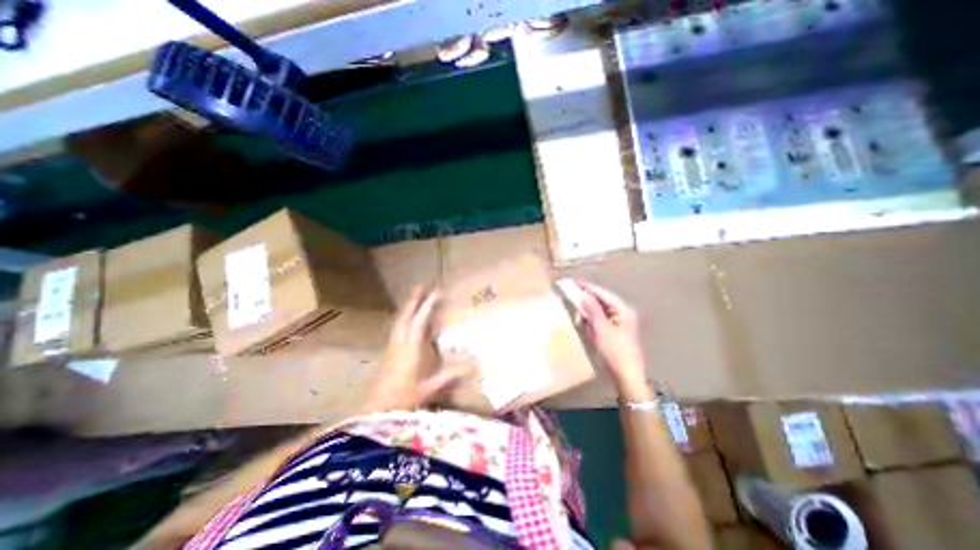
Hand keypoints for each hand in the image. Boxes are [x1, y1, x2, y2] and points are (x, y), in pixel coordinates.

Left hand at [361, 288, 467, 412]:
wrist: (373, 414)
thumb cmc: (402, 401)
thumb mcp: (428, 389)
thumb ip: (448, 377)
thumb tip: (471, 367)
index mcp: (410, 349)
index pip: (420, 321)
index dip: (428, 306)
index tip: (436, 292)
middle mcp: (399, 344)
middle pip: (405, 316)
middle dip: (413, 300)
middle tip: (422, 286)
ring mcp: (391, 348)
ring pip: (399, 321)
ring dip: (407, 307)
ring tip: (415, 297)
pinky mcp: (387, 353)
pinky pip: (396, 329)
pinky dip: (403, 319)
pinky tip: (406, 320)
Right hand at [576, 281, 649, 396]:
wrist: (627, 376)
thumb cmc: (615, 351)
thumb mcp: (601, 328)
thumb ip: (592, 309)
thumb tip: (582, 294)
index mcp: (622, 309)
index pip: (601, 293)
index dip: (586, 286)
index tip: (572, 280)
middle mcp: (621, 313)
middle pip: (599, 301)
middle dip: (585, 302)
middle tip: (571, 299)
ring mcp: (617, 322)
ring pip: (597, 311)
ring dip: (587, 315)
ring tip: (580, 321)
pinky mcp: (612, 331)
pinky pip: (598, 321)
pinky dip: (591, 323)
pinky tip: (587, 330)